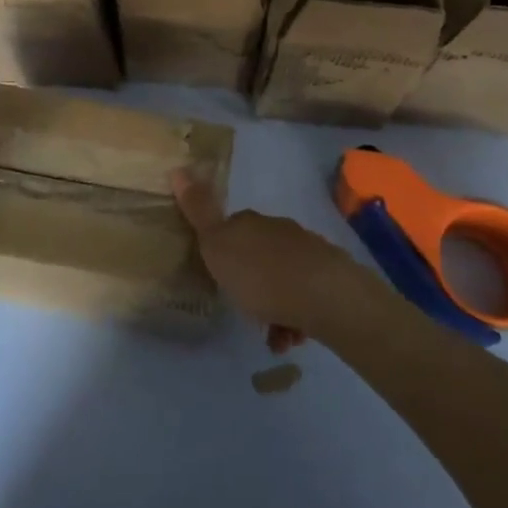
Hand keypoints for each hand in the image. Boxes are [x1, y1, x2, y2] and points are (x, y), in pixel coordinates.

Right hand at [171, 170, 364, 352]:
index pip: (231, 227)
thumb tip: (178, 169)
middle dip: (251, 281)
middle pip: (259, 253)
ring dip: (275, 306)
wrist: (325, 296)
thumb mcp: (217, 244)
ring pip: (283, 278)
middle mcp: (279, 230)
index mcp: (250, 222)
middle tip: (243, 308)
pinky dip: (296, 318)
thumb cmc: (261, 274)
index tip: (219, 274)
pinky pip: (305, 298)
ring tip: (272, 336)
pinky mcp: (330, 278)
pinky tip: (292, 338)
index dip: (223, 250)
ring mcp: (308, 252)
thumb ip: (199, 212)